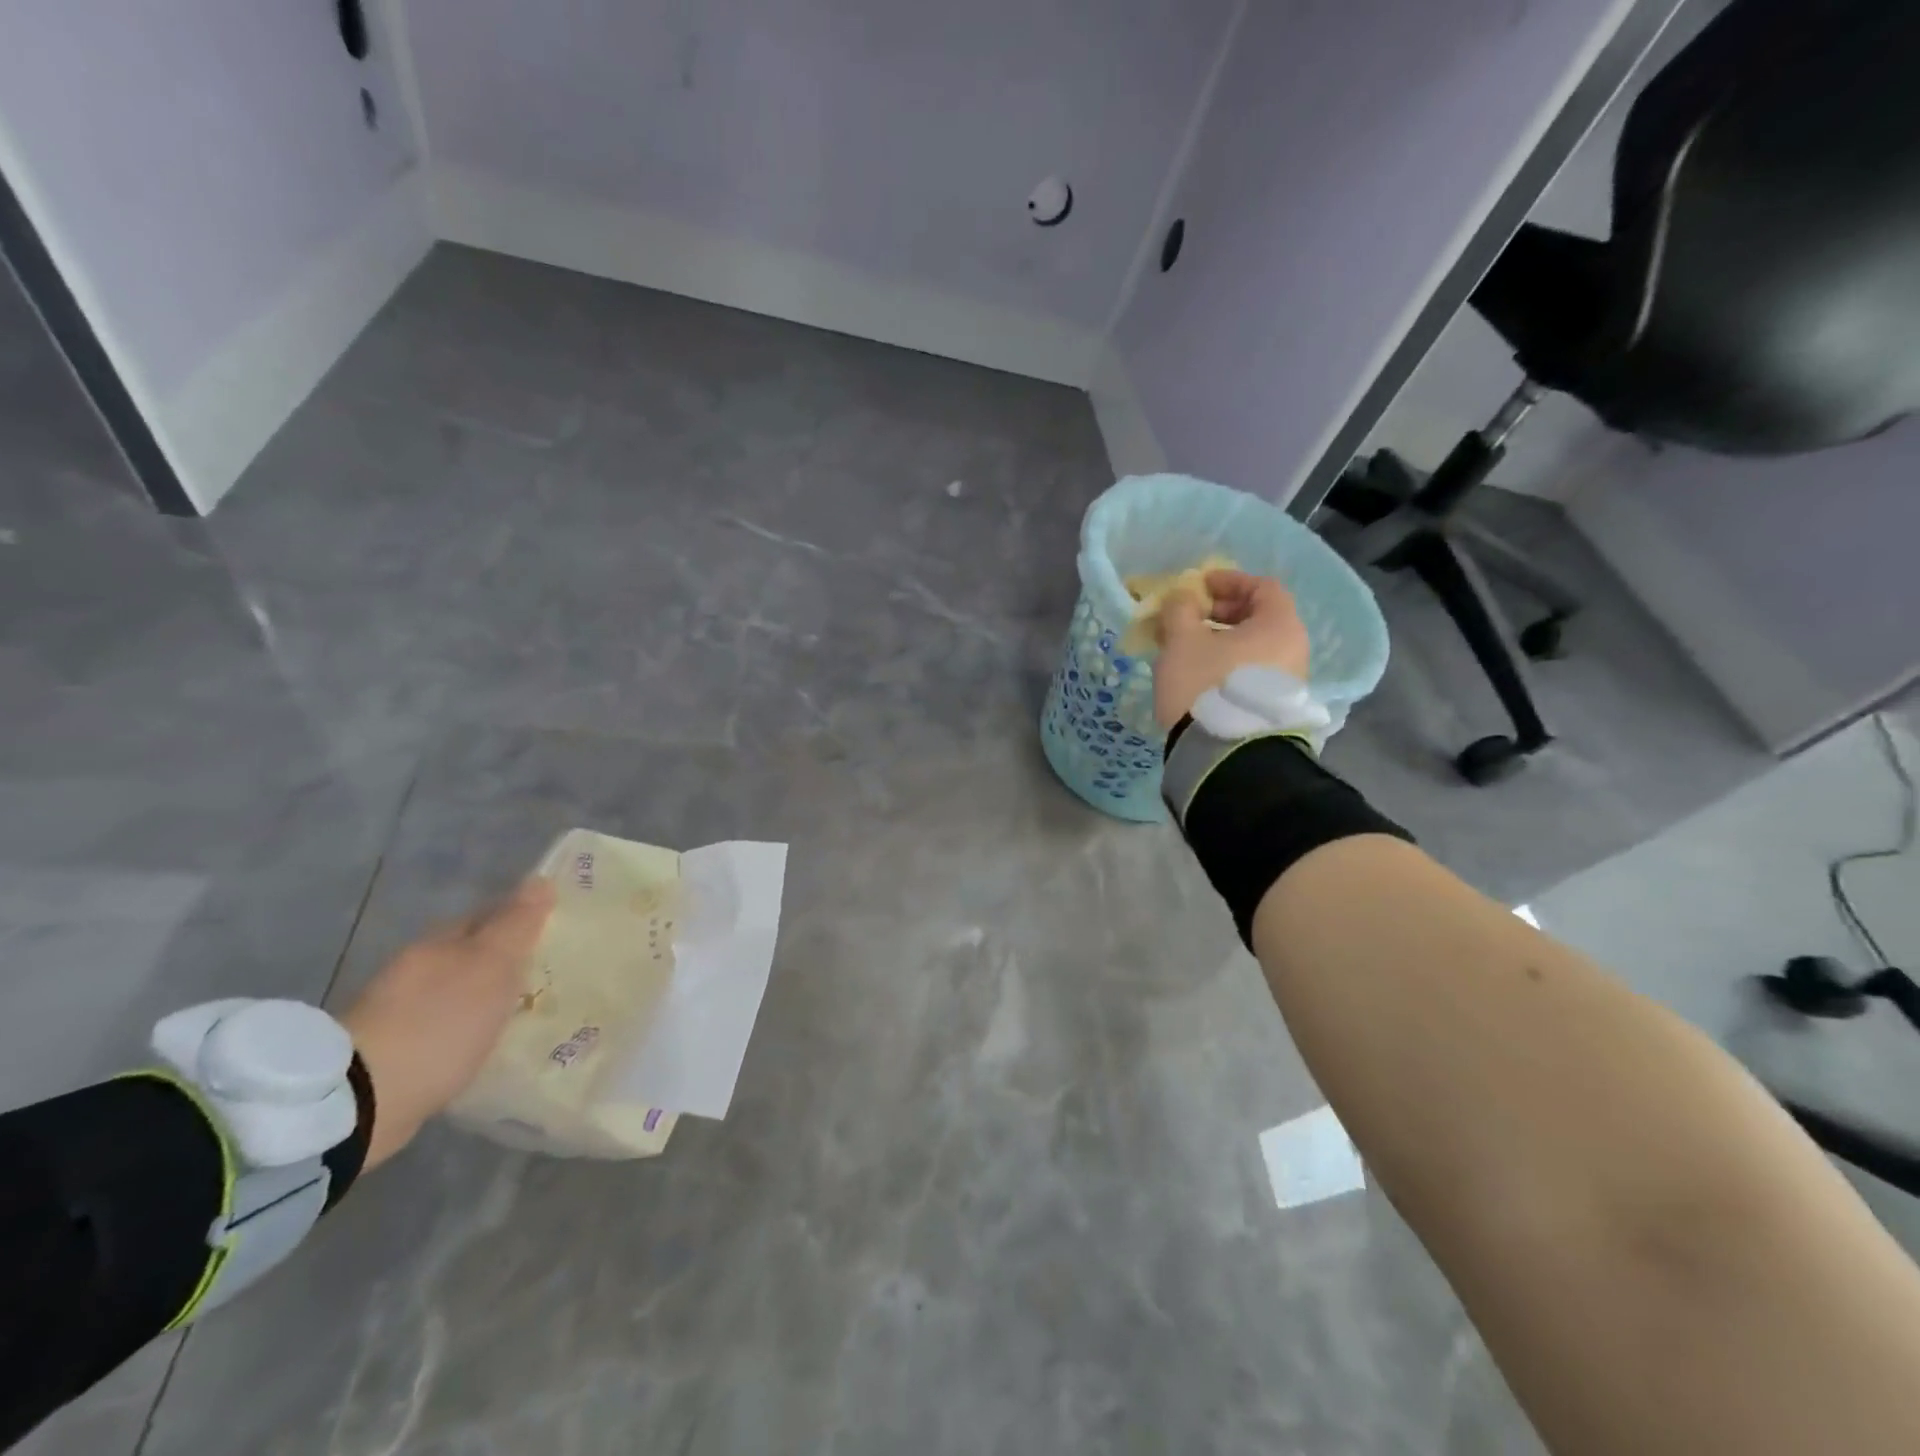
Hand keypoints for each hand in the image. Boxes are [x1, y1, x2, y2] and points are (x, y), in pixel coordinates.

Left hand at [339, 878, 555, 1168]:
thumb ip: (517, 924)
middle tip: (542, 974)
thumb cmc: (439, 1023)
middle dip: (501, 961)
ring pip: (454, 992)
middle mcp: (414, 969)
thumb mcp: (491, 966)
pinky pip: (441, 1029)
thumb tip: (540, 880)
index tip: (553, 932)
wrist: (363, 1103)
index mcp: (438, 941)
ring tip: (518, 1014)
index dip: (520, 919)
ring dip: (481, 998)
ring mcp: (397, 1012)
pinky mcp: (391, 1054)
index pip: (487, 915)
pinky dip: (463, 1031)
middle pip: (469, 954)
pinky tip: (482, 1046)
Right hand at [1153, 570, 1311, 729]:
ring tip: (1189, 650)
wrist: (1223, 754)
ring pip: (1254, 649)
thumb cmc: (1205, 684)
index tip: (1199, 586)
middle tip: (1191, 619)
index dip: (1229, 581)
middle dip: (1223, 614)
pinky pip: (1252, 673)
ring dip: (1223, 642)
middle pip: (1260, 619)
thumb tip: (1182, 598)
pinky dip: (1228, 665)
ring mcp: (1288, 683)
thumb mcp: (1182, 640)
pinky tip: (1200, 677)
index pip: (1262, 587)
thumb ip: (1180, 610)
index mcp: (1279, 626)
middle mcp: (1294, 650)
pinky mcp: (1274, 709)